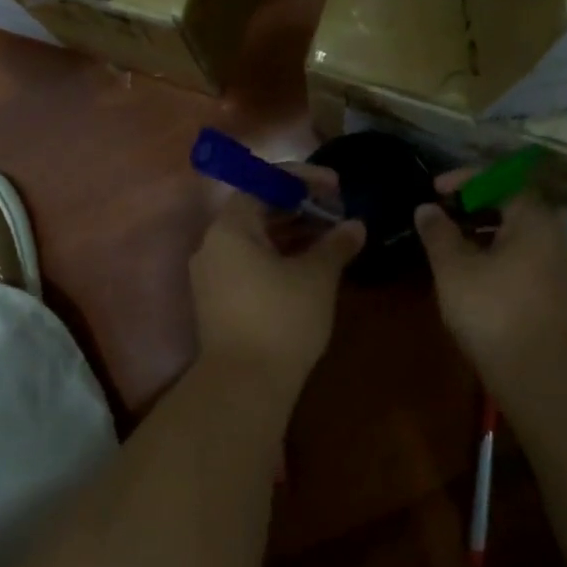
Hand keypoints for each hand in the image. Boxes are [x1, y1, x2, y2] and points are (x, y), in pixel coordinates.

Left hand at [190, 167, 365, 399]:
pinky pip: (249, 263)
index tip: (336, 188)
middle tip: (338, 212)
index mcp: (230, 228)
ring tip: (331, 238)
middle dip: (299, 207)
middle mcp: (212, 245)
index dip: (303, 180)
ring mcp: (212, 275)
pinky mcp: (218, 301)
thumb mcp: (317, 277)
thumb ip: (336, 244)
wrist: (245, 385)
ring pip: (255, 240)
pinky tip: (309, 267)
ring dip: (292, 233)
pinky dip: (278, 257)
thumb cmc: (282, 319)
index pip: (263, 183)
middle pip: (257, 210)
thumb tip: (355, 226)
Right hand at [414, 175, 566, 380]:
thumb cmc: (493, 311)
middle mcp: (556, 236)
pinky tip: (476, 277)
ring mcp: (562, 267)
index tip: (434, 190)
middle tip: (441, 217)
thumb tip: (426, 209)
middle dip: (474, 207)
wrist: (541, 375)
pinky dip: (499, 256)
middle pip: (513, 206)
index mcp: (534, 220)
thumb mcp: (454, 268)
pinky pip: (527, 259)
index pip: (500, 181)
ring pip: (520, 236)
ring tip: (452, 247)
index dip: (464, 180)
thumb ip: (438, 233)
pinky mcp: (560, 294)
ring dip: (485, 234)